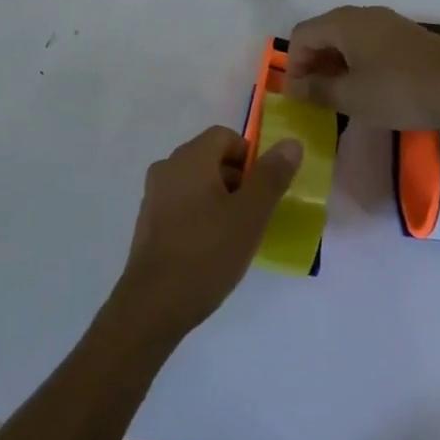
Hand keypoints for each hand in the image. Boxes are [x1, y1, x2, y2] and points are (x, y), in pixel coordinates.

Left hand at [115, 127, 303, 337]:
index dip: (250, 157)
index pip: (224, 136)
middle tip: (255, 215)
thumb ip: (271, 176)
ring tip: (237, 235)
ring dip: (221, 199)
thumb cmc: (207, 253)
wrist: (154, 303)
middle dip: (238, 180)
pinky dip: (201, 214)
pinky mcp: (149, 220)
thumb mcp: (250, 215)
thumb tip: (291, 143)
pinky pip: (182, 203)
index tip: (264, 190)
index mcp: (190, 158)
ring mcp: (154, 194)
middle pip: (210, 157)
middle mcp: (167, 167)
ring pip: (197, 182)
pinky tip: (212, 248)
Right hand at [284, 5, 439, 129]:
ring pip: (349, 38)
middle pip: (324, 33)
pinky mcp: (409, 36)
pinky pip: (371, 43)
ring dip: (337, 64)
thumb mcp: (349, 96)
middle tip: (317, 95)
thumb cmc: (396, 90)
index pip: (301, 35)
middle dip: (314, 63)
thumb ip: (316, 90)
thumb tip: (293, 87)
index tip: (299, 93)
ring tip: (343, 94)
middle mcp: (363, 14)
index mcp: (342, 23)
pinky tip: (372, 88)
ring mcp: (389, 22)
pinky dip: (360, 62)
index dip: (293, 63)